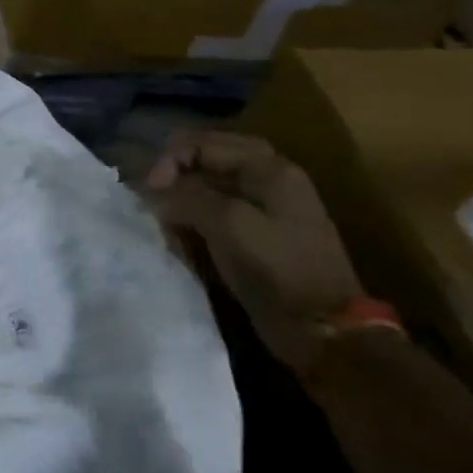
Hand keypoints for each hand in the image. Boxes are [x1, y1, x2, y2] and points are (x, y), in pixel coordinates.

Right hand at [144, 130, 367, 372]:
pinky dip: (195, 218)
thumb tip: (152, 189)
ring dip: (183, 198)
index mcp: (269, 169)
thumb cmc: (276, 269)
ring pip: (210, 185)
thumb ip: (185, 196)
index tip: (150, 192)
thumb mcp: (226, 223)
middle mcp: (270, 179)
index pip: (202, 142)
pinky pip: (218, 211)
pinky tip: (182, 235)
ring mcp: (268, 208)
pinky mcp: (261, 235)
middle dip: (175, 175)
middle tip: (152, 197)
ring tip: (165, 218)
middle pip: (208, 159)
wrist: (323, 330)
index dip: (168, 161)